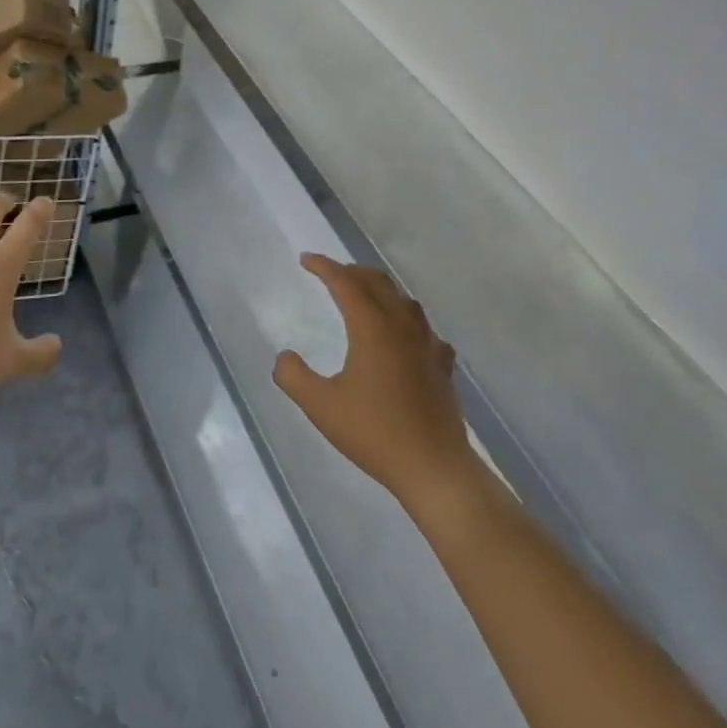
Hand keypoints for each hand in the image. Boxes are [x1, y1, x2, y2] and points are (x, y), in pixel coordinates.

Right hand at [275, 255, 478, 513]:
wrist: (433, 467)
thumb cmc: (374, 433)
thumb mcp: (321, 406)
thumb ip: (294, 377)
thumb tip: (284, 357)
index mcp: (372, 327)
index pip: (345, 283)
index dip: (324, 267)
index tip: (306, 259)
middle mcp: (401, 326)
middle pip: (378, 282)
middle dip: (352, 271)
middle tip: (332, 273)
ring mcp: (427, 345)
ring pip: (405, 301)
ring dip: (382, 290)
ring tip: (366, 296)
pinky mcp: (442, 366)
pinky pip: (425, 331)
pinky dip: (409, 322)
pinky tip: (407, 338)